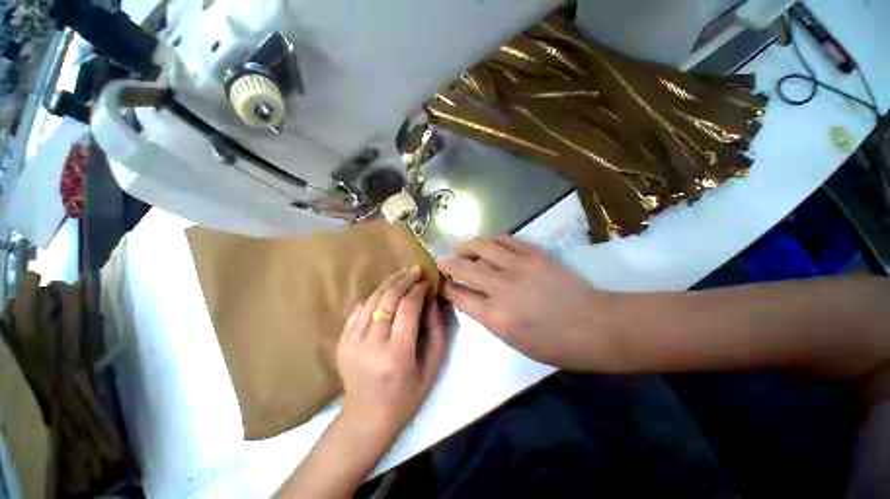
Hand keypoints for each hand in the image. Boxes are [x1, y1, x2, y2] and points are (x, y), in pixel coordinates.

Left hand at [336, 265, 447, 440]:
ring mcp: (352, 340)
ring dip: (390, 282)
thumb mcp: (432, 367)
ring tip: (404, 273)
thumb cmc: (407, 396)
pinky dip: (375, 296)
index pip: (408, 307)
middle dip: (405, 278)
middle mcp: (371, 343)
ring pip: (373, 298)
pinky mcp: (342, 340)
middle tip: (416, 268)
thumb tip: (433, 301)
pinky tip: (387, 292)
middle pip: (388, 297)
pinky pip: (360, 308)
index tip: (427, 281)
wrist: (366, 418)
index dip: (419, 289)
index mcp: (396, 353)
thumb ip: (437, 331)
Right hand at [438, 235, 618, 370]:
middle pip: (463, 268)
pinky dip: (490, 240)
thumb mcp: (512, 340)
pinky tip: (486, 243)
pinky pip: (505, 239)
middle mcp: (501, 288)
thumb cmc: (552, 344)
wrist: (594, 326)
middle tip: (442, 262)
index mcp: (495, 316)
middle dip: (447, 264)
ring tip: (461, 248)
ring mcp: (518, 266)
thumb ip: (486, 316)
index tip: (440, 283)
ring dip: (466, 247)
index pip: (458, 296)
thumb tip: (470, 297)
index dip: (445, 287)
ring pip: (482, 247)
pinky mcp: (534, 254)